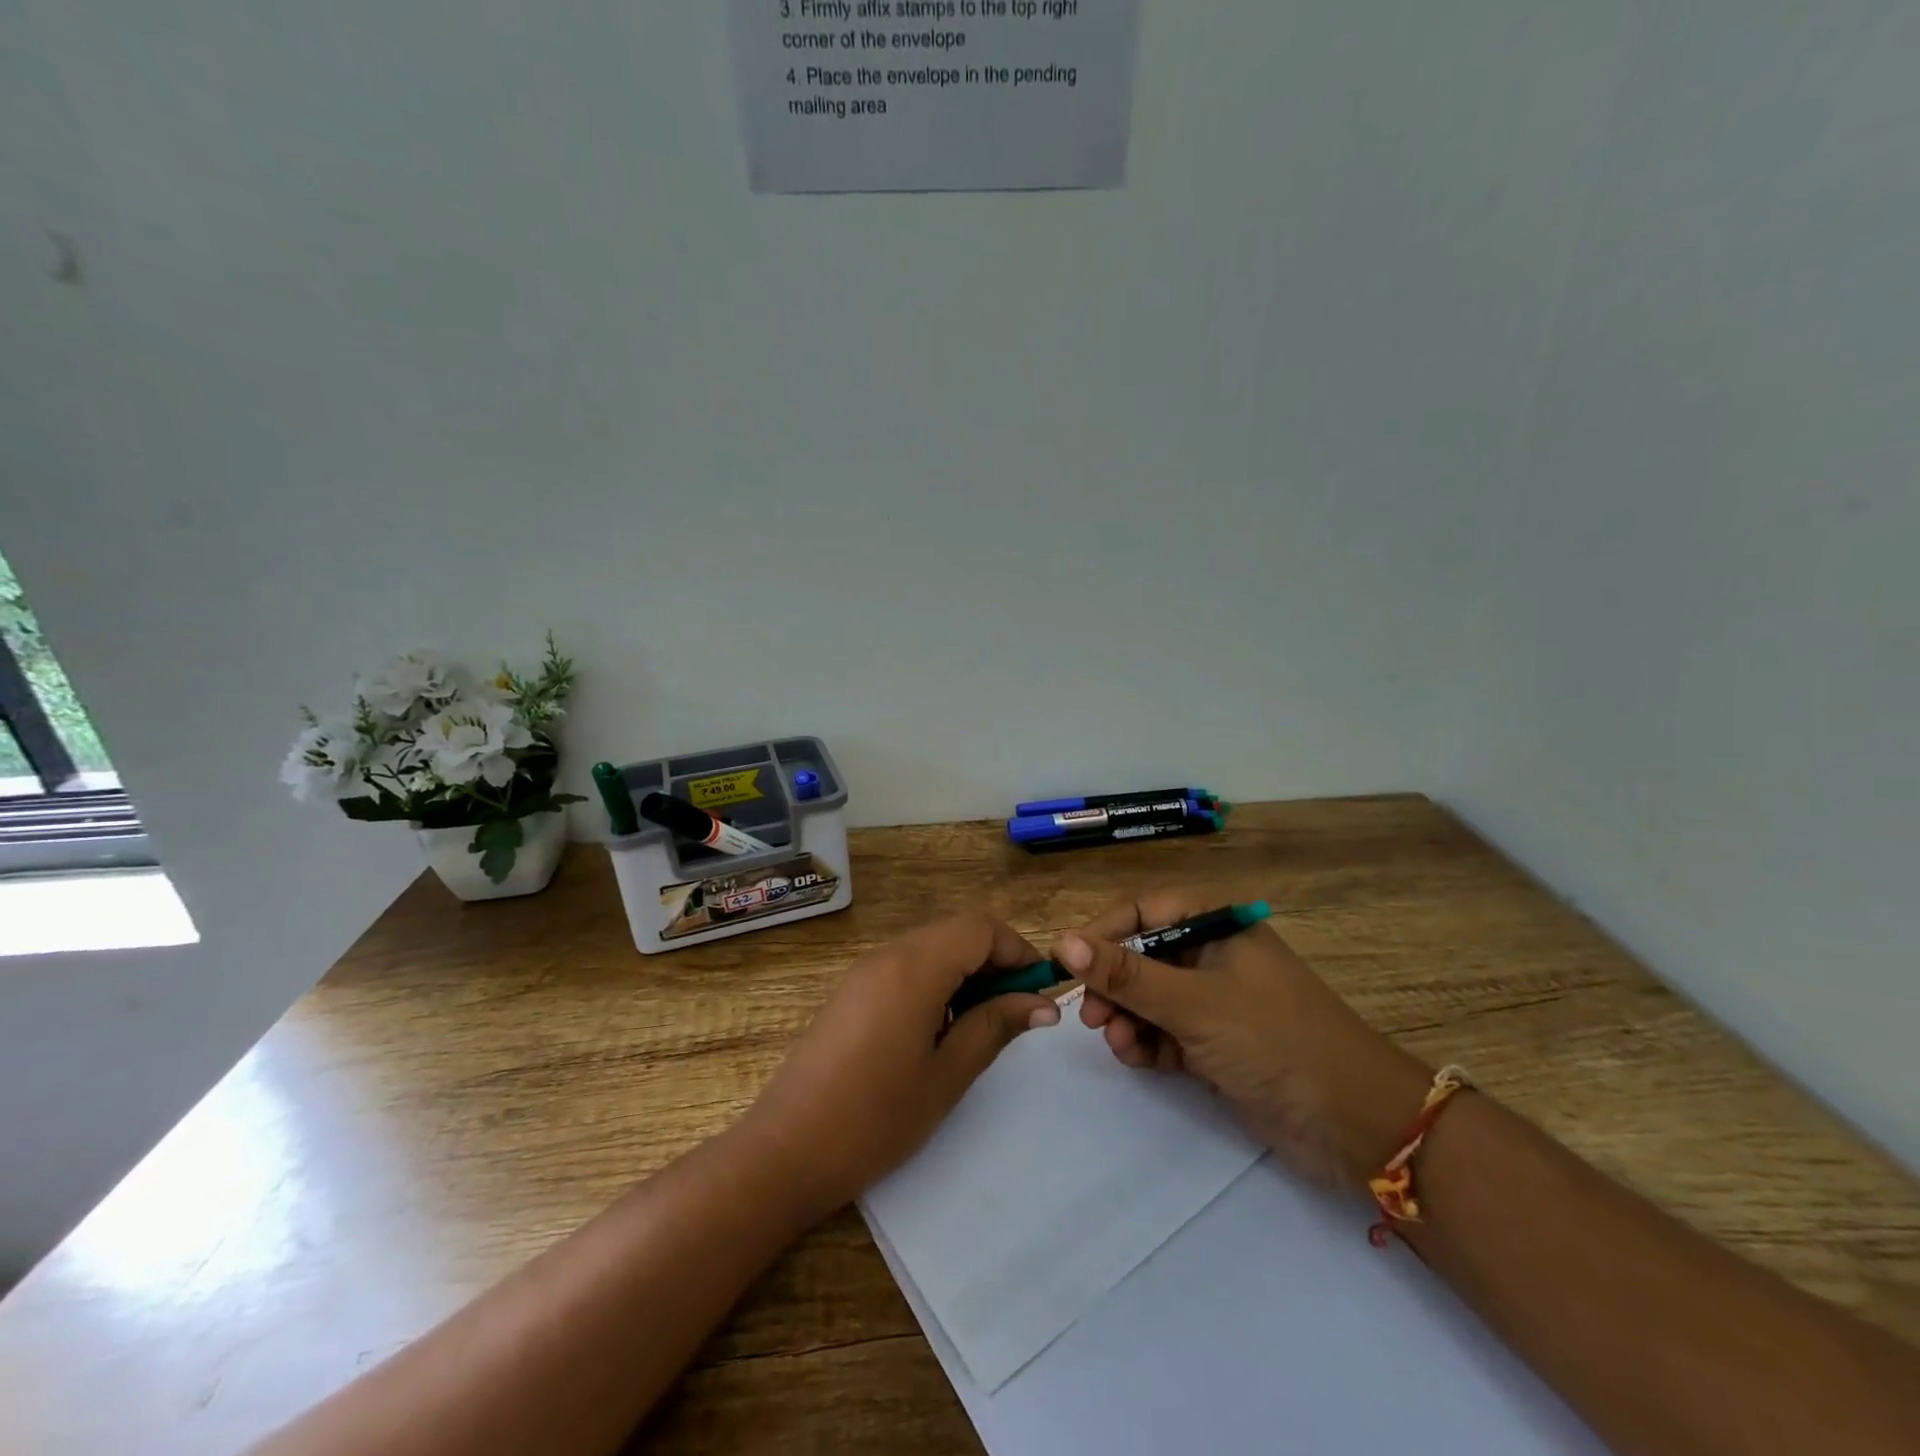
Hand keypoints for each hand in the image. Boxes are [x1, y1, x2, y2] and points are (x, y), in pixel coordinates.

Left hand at [738, 914, 1061, 1218]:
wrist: (786, 1150)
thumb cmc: (876, 1117)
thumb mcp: (947, 1074)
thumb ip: (995, 1026)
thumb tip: (1041, 1003)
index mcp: (915, 966)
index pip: (981, 927)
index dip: (1017, 951)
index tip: (1037, 993)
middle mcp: (888, 954)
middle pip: (956, 933)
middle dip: (994, 962)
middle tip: (1014, 1014)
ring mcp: (864, 971)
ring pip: (931, 949)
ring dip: (965, 974)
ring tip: (980, 1027)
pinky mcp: (851, 992)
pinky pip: (906, 968)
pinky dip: (936, 984)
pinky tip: (938, 1032)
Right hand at [1054, 889, 1432, 1192]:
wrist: (1357, 1126)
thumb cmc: (1275, 1041)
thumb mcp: (1193, 1003)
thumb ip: (1126, 974)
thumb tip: (1062, 942)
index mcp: (1217, 925)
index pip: (1143, 911)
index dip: (1101, 933)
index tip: (1065, 963)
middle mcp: (1213, 955)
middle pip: (1141, 955)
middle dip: (1112, 984)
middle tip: (1090, 1015)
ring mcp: (1215, 1001)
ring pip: (1149, 997)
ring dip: (1126, 1017)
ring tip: (1118, 1044)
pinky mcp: (1216, 1043)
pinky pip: (1164, 1031)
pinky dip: (1146, 1042)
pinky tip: (1136, 1058)